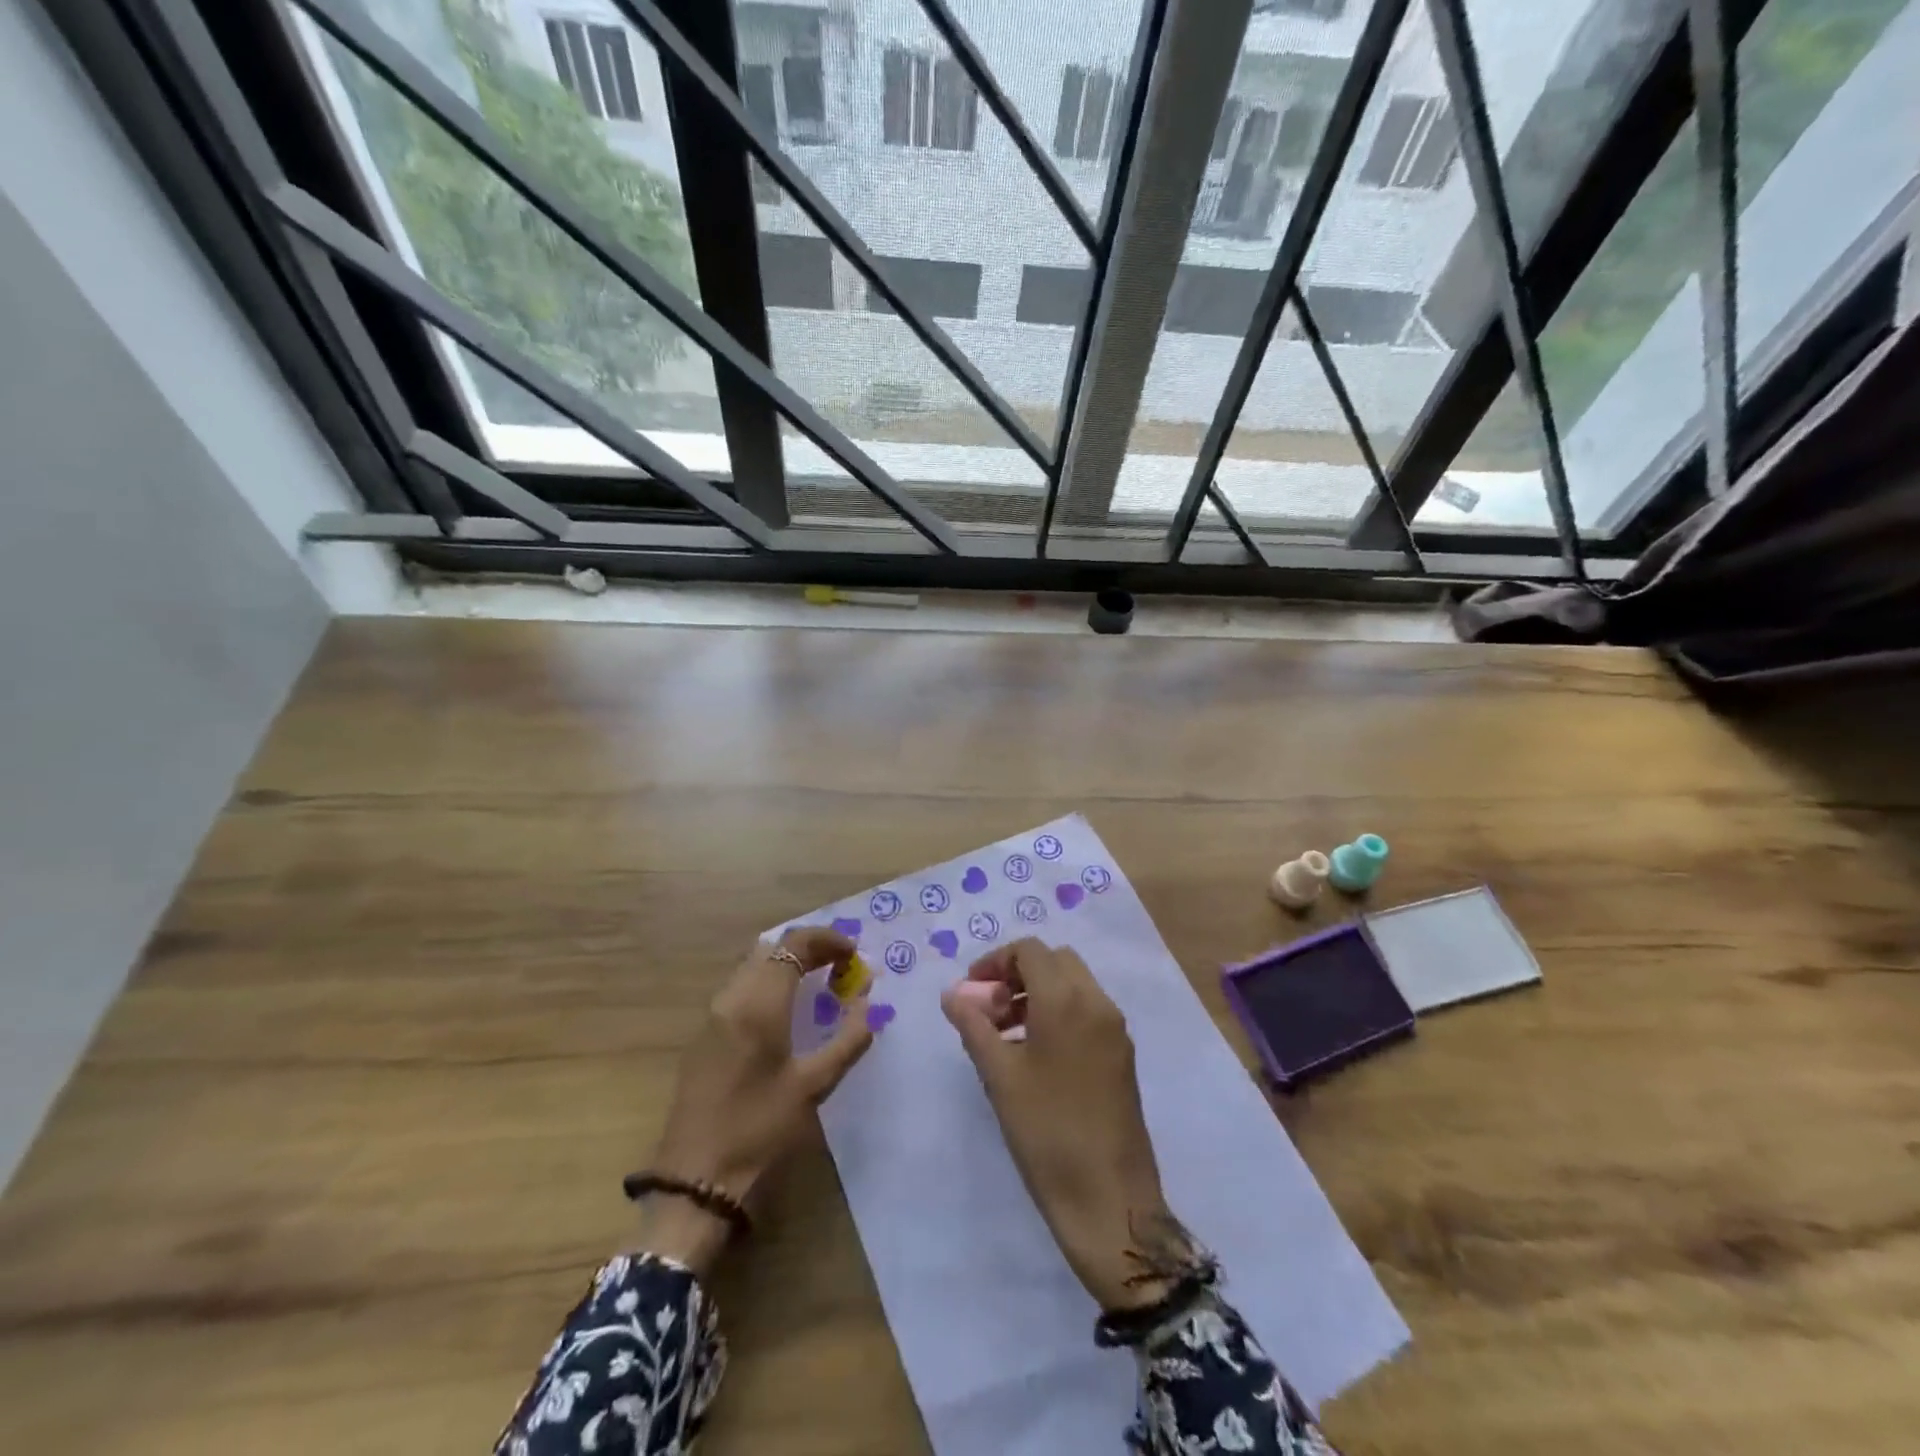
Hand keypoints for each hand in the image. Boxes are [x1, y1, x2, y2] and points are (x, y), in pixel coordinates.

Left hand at [639, 927, 875, 1273]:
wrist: (695, 1180)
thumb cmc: (760, 1130)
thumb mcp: (814, 1086)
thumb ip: (848, 1039)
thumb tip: (869, 1004)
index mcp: (759, 1004)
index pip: (794, 944)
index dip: (828, 940)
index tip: (855, 955)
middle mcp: (732, 997)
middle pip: (772, 948)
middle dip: (810, 948)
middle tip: (841, 967)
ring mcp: (713, 1014)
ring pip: (754, 965)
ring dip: (788, 964)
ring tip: (820, 984)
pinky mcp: (704, 1034)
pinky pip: (741, 986)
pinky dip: (769, 982)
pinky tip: (787, 1010)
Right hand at [941, 938, 1177, 1310]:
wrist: (1109, 1199)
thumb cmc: (1046, 1132)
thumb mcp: (999, 1076)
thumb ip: (974, 1025)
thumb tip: (953, 993)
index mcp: (1067, 1000)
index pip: (1030, 950)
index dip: (995, 961)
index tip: (973, 991)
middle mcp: (1097, 1003)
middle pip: (1055, 961)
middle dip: (1019, 974)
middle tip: (991, 1010)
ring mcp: (1115, 1029)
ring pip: (1074, 985)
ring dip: (1039, 993)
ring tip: (1007, 1036)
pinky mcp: (1122, 1055)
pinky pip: (1088, 1011)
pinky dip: (1060, 1013)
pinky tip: (1036, 1056)